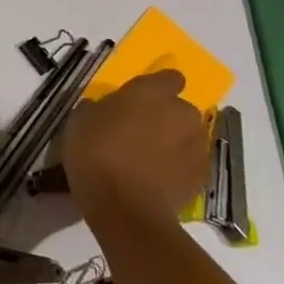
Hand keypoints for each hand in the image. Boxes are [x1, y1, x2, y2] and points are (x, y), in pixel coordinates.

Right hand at [58, 69, 208, 228]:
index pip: (169, 76)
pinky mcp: (203, 174)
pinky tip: (157, 179)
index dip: (157, 87)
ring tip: (149, 159)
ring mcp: (197, 145)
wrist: (125, 207)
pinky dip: (178, 166)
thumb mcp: (80, 120)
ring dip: (174, 141)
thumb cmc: (95, 153)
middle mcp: (181, 112)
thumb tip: (107, 109)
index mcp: (151, 93)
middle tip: (140, 132)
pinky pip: (190, 162)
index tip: (139, 100)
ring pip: (188, 135)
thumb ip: (100, 107)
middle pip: (179, 108)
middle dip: (165, 116)